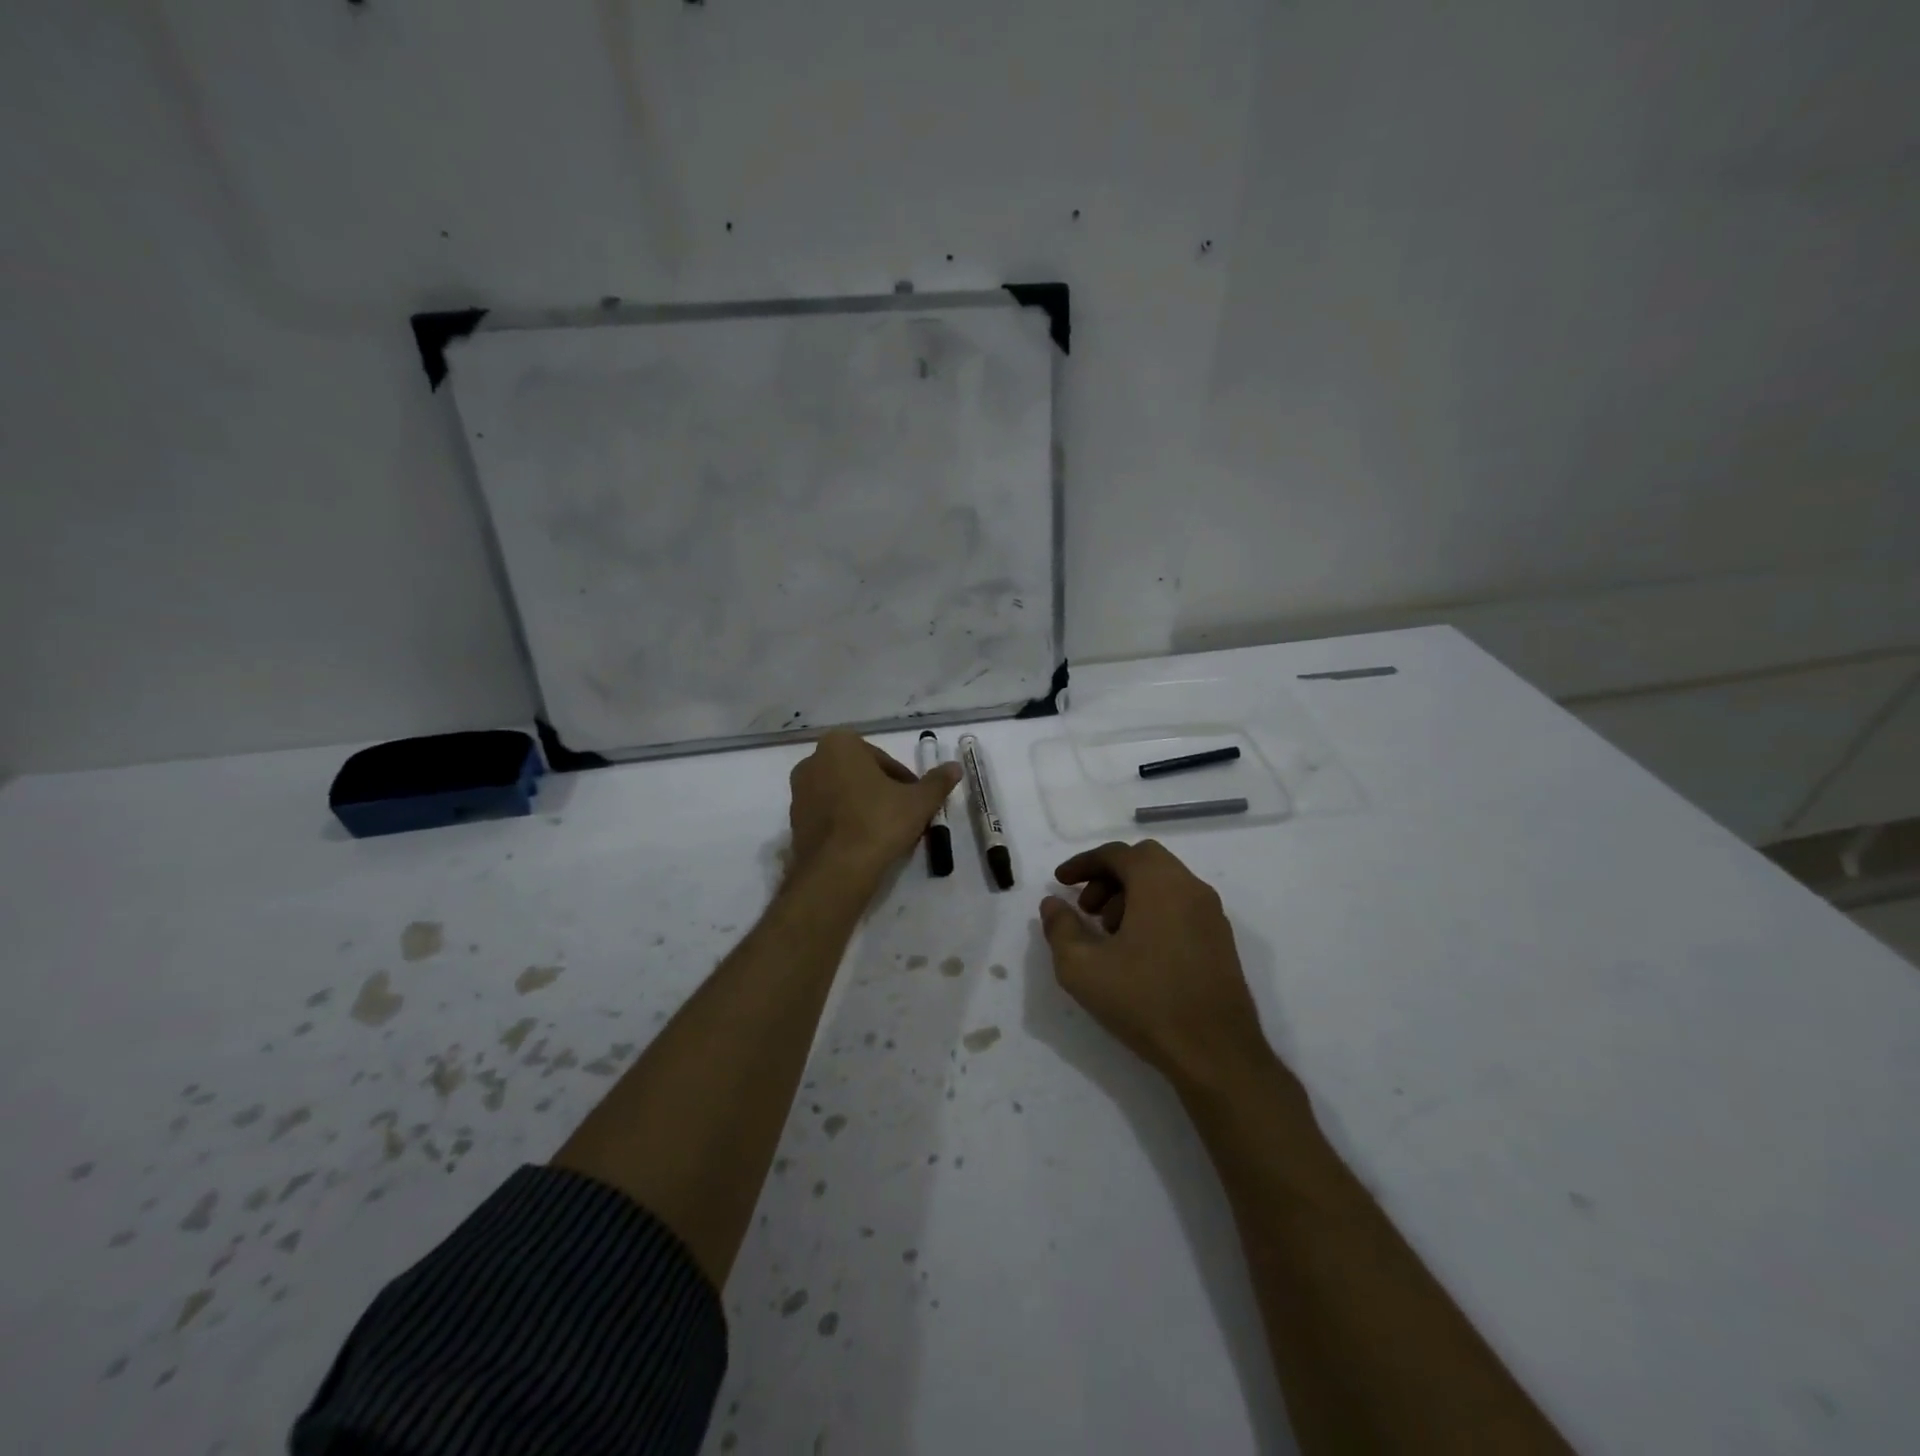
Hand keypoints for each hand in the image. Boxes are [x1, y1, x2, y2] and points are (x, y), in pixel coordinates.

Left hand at [788, 732, 962, 886]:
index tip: (915, 801)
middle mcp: (812, 761)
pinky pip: (828, 815)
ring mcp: (798, 793)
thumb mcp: (918, 802)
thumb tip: (955, 767)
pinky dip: (845, 823)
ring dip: (863, 806)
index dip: (903, 781)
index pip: (882, 759)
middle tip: (903, 816)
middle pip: (860, 774)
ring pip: (842, 794)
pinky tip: (863, 844)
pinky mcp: (793, 822)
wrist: (836, 870)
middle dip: (881, 791)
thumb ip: (937, 782)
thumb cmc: (878, 822)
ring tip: (885, 833)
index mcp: (839, 745)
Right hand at [1040, 840, 1274, 1090]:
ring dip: (1130, 896)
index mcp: (1159, 883)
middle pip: (1144, 861)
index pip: (1116, 854)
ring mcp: (1211, 914)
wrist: (1216, 1053)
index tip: (1060, 882)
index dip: (1083, 863)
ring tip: (1108, 935)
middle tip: (1086, 908)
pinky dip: (1153, 912)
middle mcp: (1190, 887)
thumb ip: (1061, 928)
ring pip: (1164, 884)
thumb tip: (1053, 903)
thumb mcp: (1082, 967)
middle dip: (1108, 877)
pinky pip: (1181, 906)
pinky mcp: (1221, 941)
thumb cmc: (1144, 1001)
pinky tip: (1137, 952)